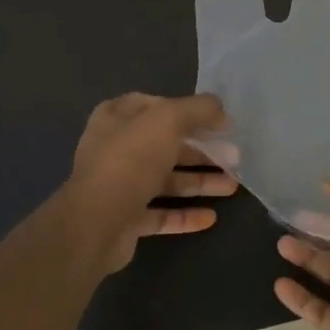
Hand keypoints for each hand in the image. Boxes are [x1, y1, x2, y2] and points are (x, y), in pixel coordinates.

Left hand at [66, 93, 236, 273]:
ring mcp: (120, 186)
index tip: (217, 121)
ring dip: (200, 182)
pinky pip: (161, 214)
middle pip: (166, 145)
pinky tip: (211, 217)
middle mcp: (115, 149)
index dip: (187, 110)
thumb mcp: (169, 119)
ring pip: (167, 180)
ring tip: (232, 186)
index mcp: (116, 118)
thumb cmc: (131, 160)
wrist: (96, 223)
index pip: (156, 106)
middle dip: (202, 151)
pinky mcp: (126, 219)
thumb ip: (198, 109)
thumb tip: (220, 111)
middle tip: (234, 157)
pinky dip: (185, 215)